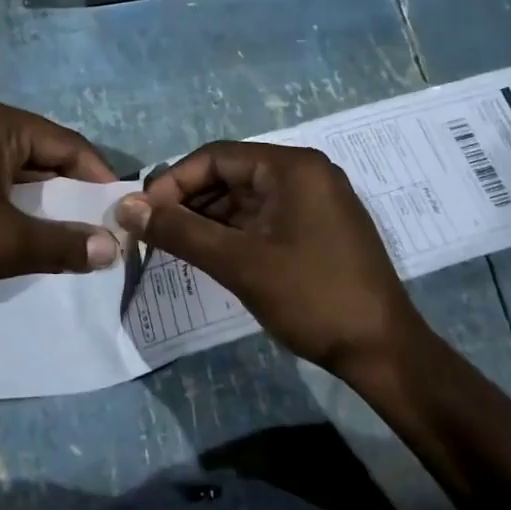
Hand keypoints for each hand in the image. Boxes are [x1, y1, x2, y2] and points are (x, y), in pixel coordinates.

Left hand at [0, 98, 120, 308]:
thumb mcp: (6, 243)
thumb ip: (63, 244)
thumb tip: (112, 249)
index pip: (66, 143)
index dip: (97, 178)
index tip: (118, 211)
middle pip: (37, 153)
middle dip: (66, 192)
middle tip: (92, 227)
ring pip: (7, 170)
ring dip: (34, 201)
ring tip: (57, 235)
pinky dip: (2, 204)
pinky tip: (8, 235)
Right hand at [115, 142, 416, 374]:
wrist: (383, 352)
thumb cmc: (311, 297)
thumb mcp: (239, 262)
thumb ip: (180, 231)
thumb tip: (127, 208)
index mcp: (293, 167)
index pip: (217, 157)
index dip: (174, 181)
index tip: (143, 212)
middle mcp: (306, 173)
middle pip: (232, 174)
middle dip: (190, 200)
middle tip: (154, 231)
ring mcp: (316, 201)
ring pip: (246, 198)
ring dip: (209, 218)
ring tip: (174, 245)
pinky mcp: (319, 228)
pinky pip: (265, 216)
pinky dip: (234, 231)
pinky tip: (210, 253)